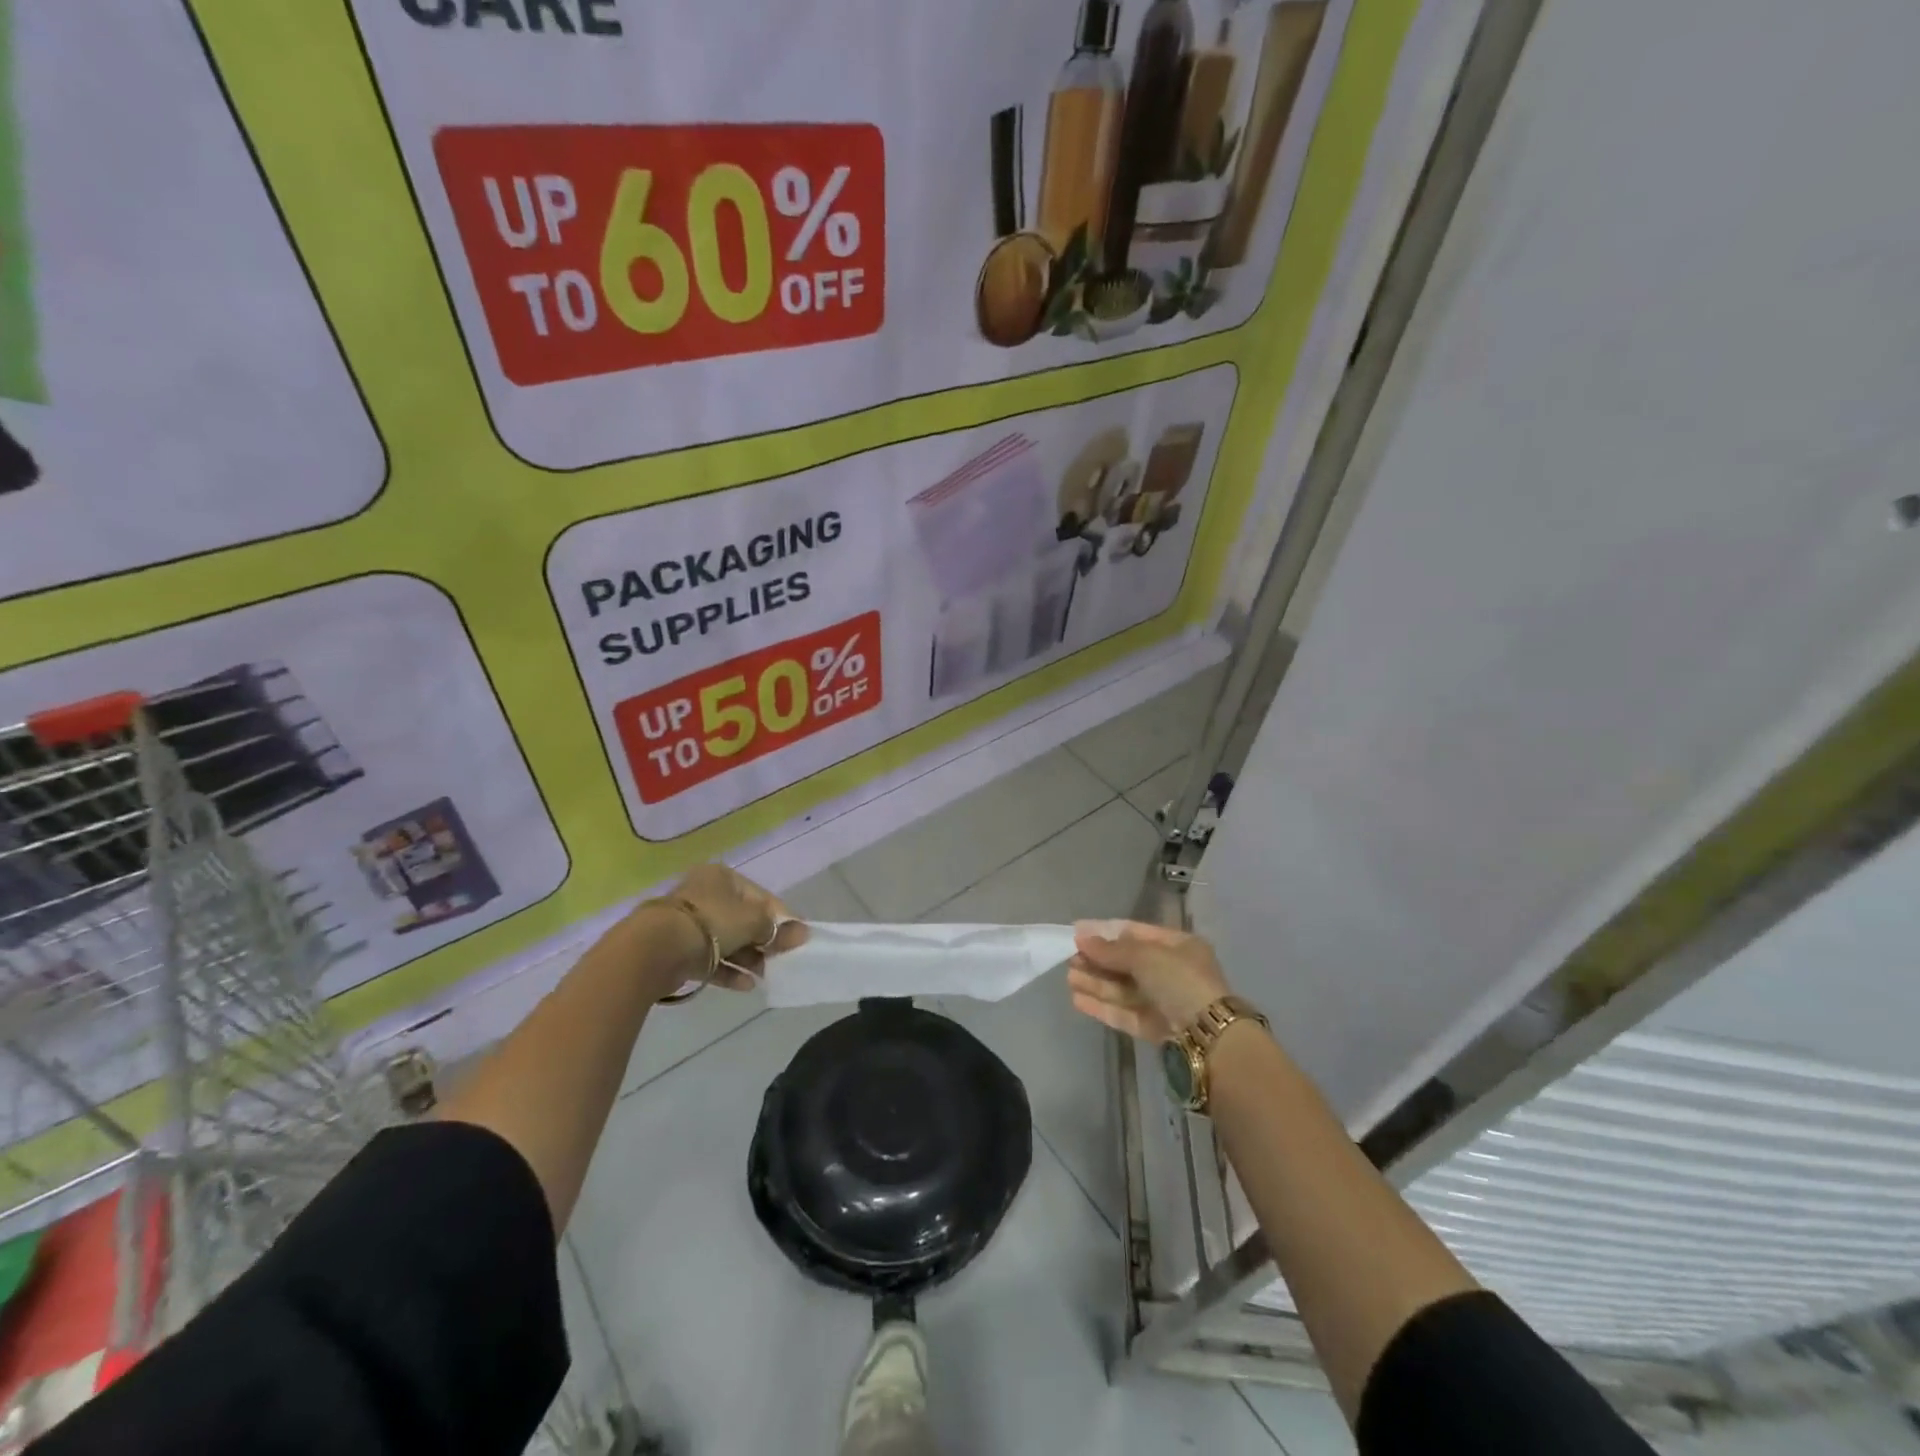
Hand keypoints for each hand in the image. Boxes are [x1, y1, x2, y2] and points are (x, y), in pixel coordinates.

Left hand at [627, 864, 808, 998]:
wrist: (656, 949)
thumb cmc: (711, 922)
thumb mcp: (753, 922)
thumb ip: (777, 929)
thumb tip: (803, 932)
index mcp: (722, 878)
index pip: (760, 896)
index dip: (781, 916)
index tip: (797, 936)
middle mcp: (705, 896)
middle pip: (743, 919)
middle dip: (764, 940)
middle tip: (782, 958)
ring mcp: (690, 924)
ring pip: (728, 941)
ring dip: (749, 958)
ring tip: (766, 975)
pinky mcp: (679, 951)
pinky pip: (711, 960)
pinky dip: (729, 971)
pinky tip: (747, 985)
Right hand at [1068, 920, 1230, 1042]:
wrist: (1208, 1037)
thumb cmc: (1180, 981)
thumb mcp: (1146, 956)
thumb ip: (1111, 949)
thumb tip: (1081, 938)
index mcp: (1178, 946)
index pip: (1135, 932)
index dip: (1105, 931)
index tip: (1076, 931)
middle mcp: (1172, 971)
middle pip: (1127, 962)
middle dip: (1098, 960)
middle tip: (1069, 957)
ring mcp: (1164, 1001)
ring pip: (1123, 988)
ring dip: (1096, 982)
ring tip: (1068, 977)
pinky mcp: (1155, 1028)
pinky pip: (1124, 1012)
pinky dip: (1102, 1005)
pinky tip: (1078, 999)